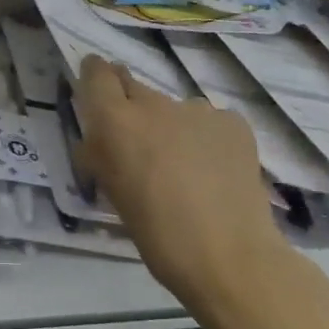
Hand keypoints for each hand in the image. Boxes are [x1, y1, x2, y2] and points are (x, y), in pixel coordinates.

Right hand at [72, 55, 282, 307]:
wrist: (228, 255)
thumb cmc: (155, 232)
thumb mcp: (111, 192)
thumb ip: (101, 154)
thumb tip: (99, 138)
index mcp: (116, 121)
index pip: (96, 73)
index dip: (94, 75)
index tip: (96, 90)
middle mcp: (154, 104)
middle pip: (135, 88)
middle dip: (131, 107)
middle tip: (139, 142)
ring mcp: (198, 109)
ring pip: (174, 109)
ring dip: (170, 127)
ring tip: (184, 167)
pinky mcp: (233, 121)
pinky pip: (208, 122)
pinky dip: (205, 138)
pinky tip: (214, 171)